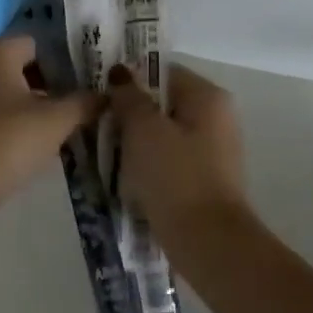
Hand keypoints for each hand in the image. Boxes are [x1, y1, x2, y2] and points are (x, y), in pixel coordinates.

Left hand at [0, 38, 97, 217]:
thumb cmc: (7, 139)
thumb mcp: (56, 121)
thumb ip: (83, 103)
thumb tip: (106, 95)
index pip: (37, 45)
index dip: (64, 63)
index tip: (85, 86)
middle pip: (20, 67)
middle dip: (48, 85)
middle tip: (77, 107)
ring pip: (5, 92)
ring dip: (30, 107)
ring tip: (59, 128)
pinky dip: (10, 123)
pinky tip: (30, 145)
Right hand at [107, 63, 246, 238]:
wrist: (206, 241)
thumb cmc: (174, 176)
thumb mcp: (143, 129)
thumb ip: (128, 96)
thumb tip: (119, 73)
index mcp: (208, 97)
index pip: (161, 71)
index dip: (128, 78)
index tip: (97, 91)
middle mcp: (216, 118)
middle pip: (162, 103)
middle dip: (128, 112)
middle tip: (96, 122)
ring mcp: (213, 150)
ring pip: (162, 134)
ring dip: (134, 141)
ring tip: (103, 152)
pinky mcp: (203, 179)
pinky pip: (168, 160)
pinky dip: (146, 164)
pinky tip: (124, 177)